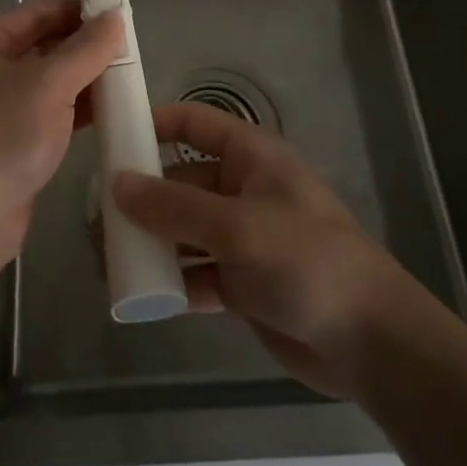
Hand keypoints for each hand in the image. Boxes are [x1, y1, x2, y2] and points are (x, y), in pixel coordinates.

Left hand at [0, 0, 121, 272]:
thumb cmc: (0, 136)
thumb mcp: (48, 84)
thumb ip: (86, 48)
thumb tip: (115, 16)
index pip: (34, 14)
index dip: (75, 9)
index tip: (116, 12)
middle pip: (41, 48)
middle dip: (83, 47)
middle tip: (129, 46)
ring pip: (47, 85)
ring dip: (83, 80)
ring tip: (127, 75)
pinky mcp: (8, 148)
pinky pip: (48, 116)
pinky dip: (76, 111)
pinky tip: (109, 111)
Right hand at [111, 103, 440, 398]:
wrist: (370, 342)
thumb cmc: (307, 260)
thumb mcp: (237, 226)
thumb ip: (175, 206)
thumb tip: (116, 184)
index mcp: (249, 156)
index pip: (193, 123)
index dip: (153, 124)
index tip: (111, 139)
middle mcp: (241, 189)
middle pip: (180, 180)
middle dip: (141, 196)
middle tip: (96, 217)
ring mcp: (241, 237)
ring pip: (183, 229)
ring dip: (150, 241)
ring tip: (106, 257)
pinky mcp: (241, 282)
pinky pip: (194, 271)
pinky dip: (170, 280)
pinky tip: (139, 294)